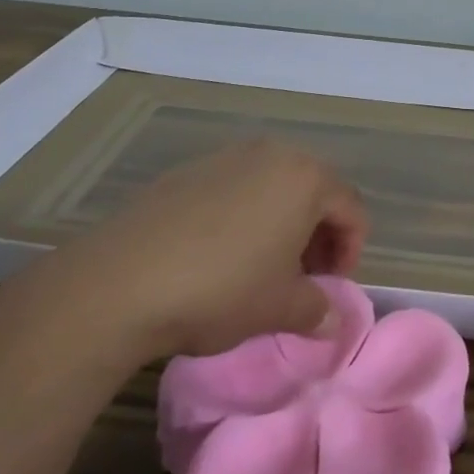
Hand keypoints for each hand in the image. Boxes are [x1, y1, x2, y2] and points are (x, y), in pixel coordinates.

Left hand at [57, 139, 369, 358]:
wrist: (122, 280)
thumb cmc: (221, 288)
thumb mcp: (279, 308)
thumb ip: (317, 309)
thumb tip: (332, 319)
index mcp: (305, 178)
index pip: (351, 208)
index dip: (351, 250)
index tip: (332, 287)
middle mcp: (271, 154)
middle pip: (314, 190)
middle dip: (318, 234)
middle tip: (304, 278)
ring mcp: (226, 156)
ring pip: (273, 186)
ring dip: (281, 223)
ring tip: (263, 266)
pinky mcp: (188, 170)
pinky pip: (234, 188)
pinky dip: (243, 215)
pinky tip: (219, 255)